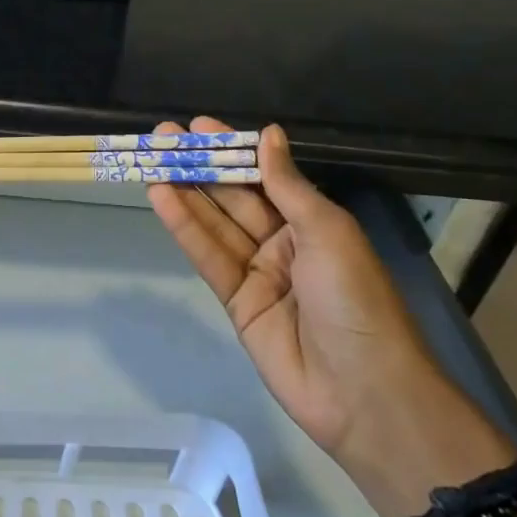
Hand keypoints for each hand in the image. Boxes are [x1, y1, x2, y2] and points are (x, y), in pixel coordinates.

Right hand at [146, 116, 438, 463]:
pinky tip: (161, 198)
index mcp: (314, 223)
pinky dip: (184, 228)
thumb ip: (287, 185)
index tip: (199, 125)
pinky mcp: (236, 303)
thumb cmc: (355, 298)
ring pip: (215, 224)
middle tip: (164, 135)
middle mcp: (284, 243)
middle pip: (234, 198)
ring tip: (152, 159)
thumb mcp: (328, 231)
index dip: (232, 151)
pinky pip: (208, 257)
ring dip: (184, 192)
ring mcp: (258, 273)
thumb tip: (268, 134)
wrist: (364, 392)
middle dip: (201, 166)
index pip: (265, 177)